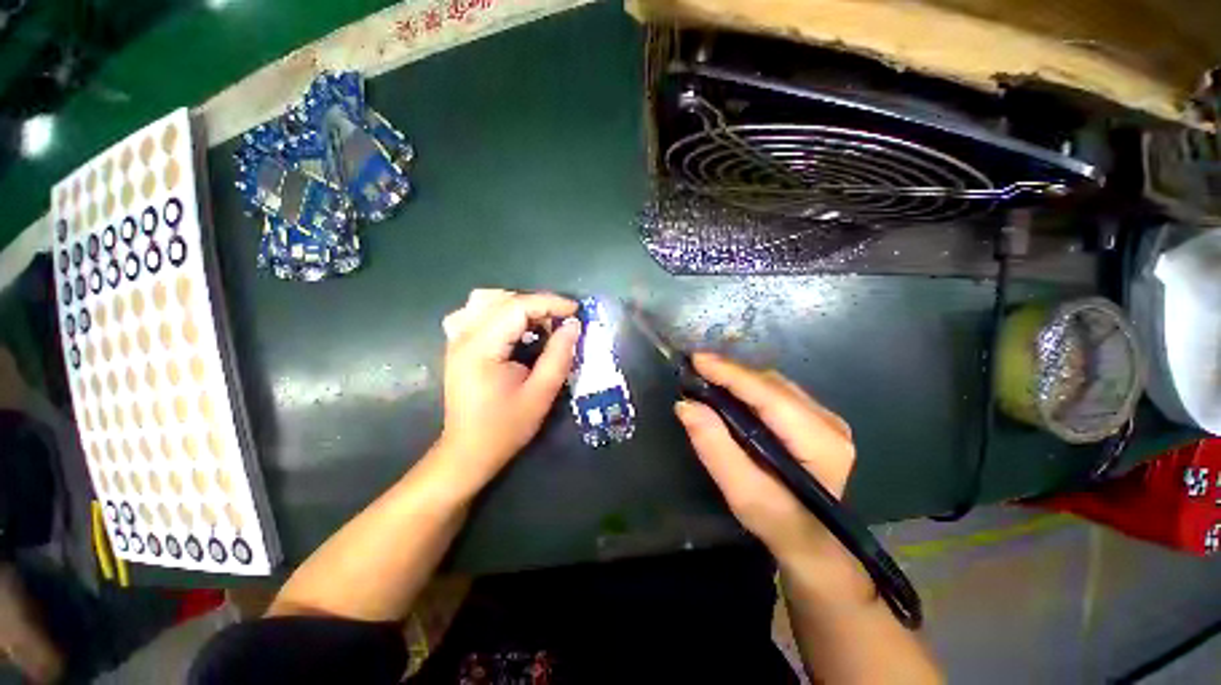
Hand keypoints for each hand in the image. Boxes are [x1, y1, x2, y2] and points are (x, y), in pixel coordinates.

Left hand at [436, 289, 580, 489]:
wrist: (468, 452)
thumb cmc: (505, 428)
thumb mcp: (540, 394)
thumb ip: (558, 356)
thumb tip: (573, 325)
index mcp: (481, 348)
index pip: (517, 307)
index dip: (550, 303)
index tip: (576, 311)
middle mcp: (463, 336)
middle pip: (501, 299)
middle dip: (537, 304)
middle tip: (560, 322)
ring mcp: (456, 339)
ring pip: (486, 300)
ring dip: (518, 305)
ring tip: (539, 324)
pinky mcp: (457, 346)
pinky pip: (476, 313)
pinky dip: (499, 312)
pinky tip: (512, 328)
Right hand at [674, 353, 855, 559]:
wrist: (812, 542)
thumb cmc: (777, 522)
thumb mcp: (742, 492)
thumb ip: (715, 447)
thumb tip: (686, 405)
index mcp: (819, 441)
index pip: (769, 395)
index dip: (731, 373)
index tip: (697, 359)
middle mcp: (829, 422)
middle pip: (771, 384)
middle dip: (731, 373)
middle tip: (695, 368)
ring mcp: (826, 418)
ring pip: (773, 384)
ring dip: (738, 377)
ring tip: (706, 375)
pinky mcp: (815, 419)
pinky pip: (776, 392)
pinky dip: (748, 387)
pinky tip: (728, 389)